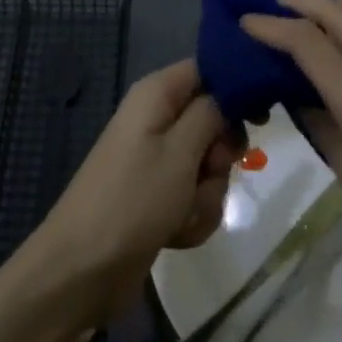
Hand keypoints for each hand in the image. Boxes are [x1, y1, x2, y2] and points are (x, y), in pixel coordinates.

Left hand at [31, 60, 240, 319]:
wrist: (81, 271)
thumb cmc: (133, 200)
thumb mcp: (180, 151)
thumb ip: (212, 114)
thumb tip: (231, 89)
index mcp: (157, 94)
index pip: (207, 70)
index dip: (236, 89)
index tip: (260, 117)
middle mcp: (157, 119)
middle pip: (213, 121)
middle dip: (220, 156)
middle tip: (211, 171)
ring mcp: (157, 160)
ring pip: (208, 165)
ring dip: (206, 194)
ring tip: (184, 213)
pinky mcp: (158, 196)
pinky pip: (194, 196)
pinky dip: (192, 215)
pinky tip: (176, 234)